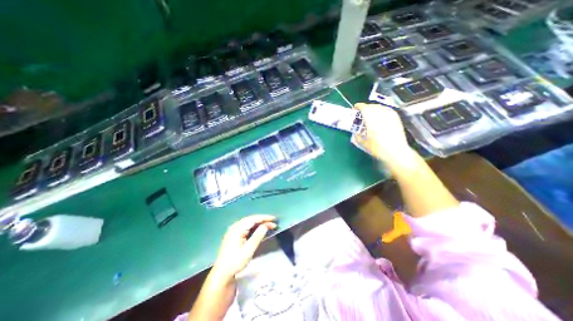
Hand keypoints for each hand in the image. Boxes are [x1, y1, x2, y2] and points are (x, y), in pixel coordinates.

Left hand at [213, 214, 278, 279]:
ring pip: (249, 222)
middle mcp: (235, 226)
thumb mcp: (248, 250)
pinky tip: (260, 228)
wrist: (222, 273)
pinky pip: (246, 226)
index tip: (274, 219)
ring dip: (259, 222)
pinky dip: (254, 226)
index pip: (253, 219)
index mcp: (237, 229)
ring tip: (269, 224)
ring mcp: (234, 229)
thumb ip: (257, 236)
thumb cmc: (235, 262)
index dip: (264, 218)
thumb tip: (266, 225)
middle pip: (251, 219)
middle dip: (263, 220)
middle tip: (273, 222)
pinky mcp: (234, 233)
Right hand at [352, 104, 414, 166]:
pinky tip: (380, 116)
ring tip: (370, 114)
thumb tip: (355, 133)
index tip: (355, 108)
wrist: (396, 152)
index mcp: (371, 120)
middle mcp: (381, 115)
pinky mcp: (396, 118)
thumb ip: (357, 137)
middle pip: (371, 106)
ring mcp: (390, 116)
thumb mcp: (363, 144)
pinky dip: (381, 111)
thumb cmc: (378, 148)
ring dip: (373, 109)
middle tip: (361, 113)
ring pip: (380, 107)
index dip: (358, 106)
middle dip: (365, 108)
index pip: (364, 108)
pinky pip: (387, 110)